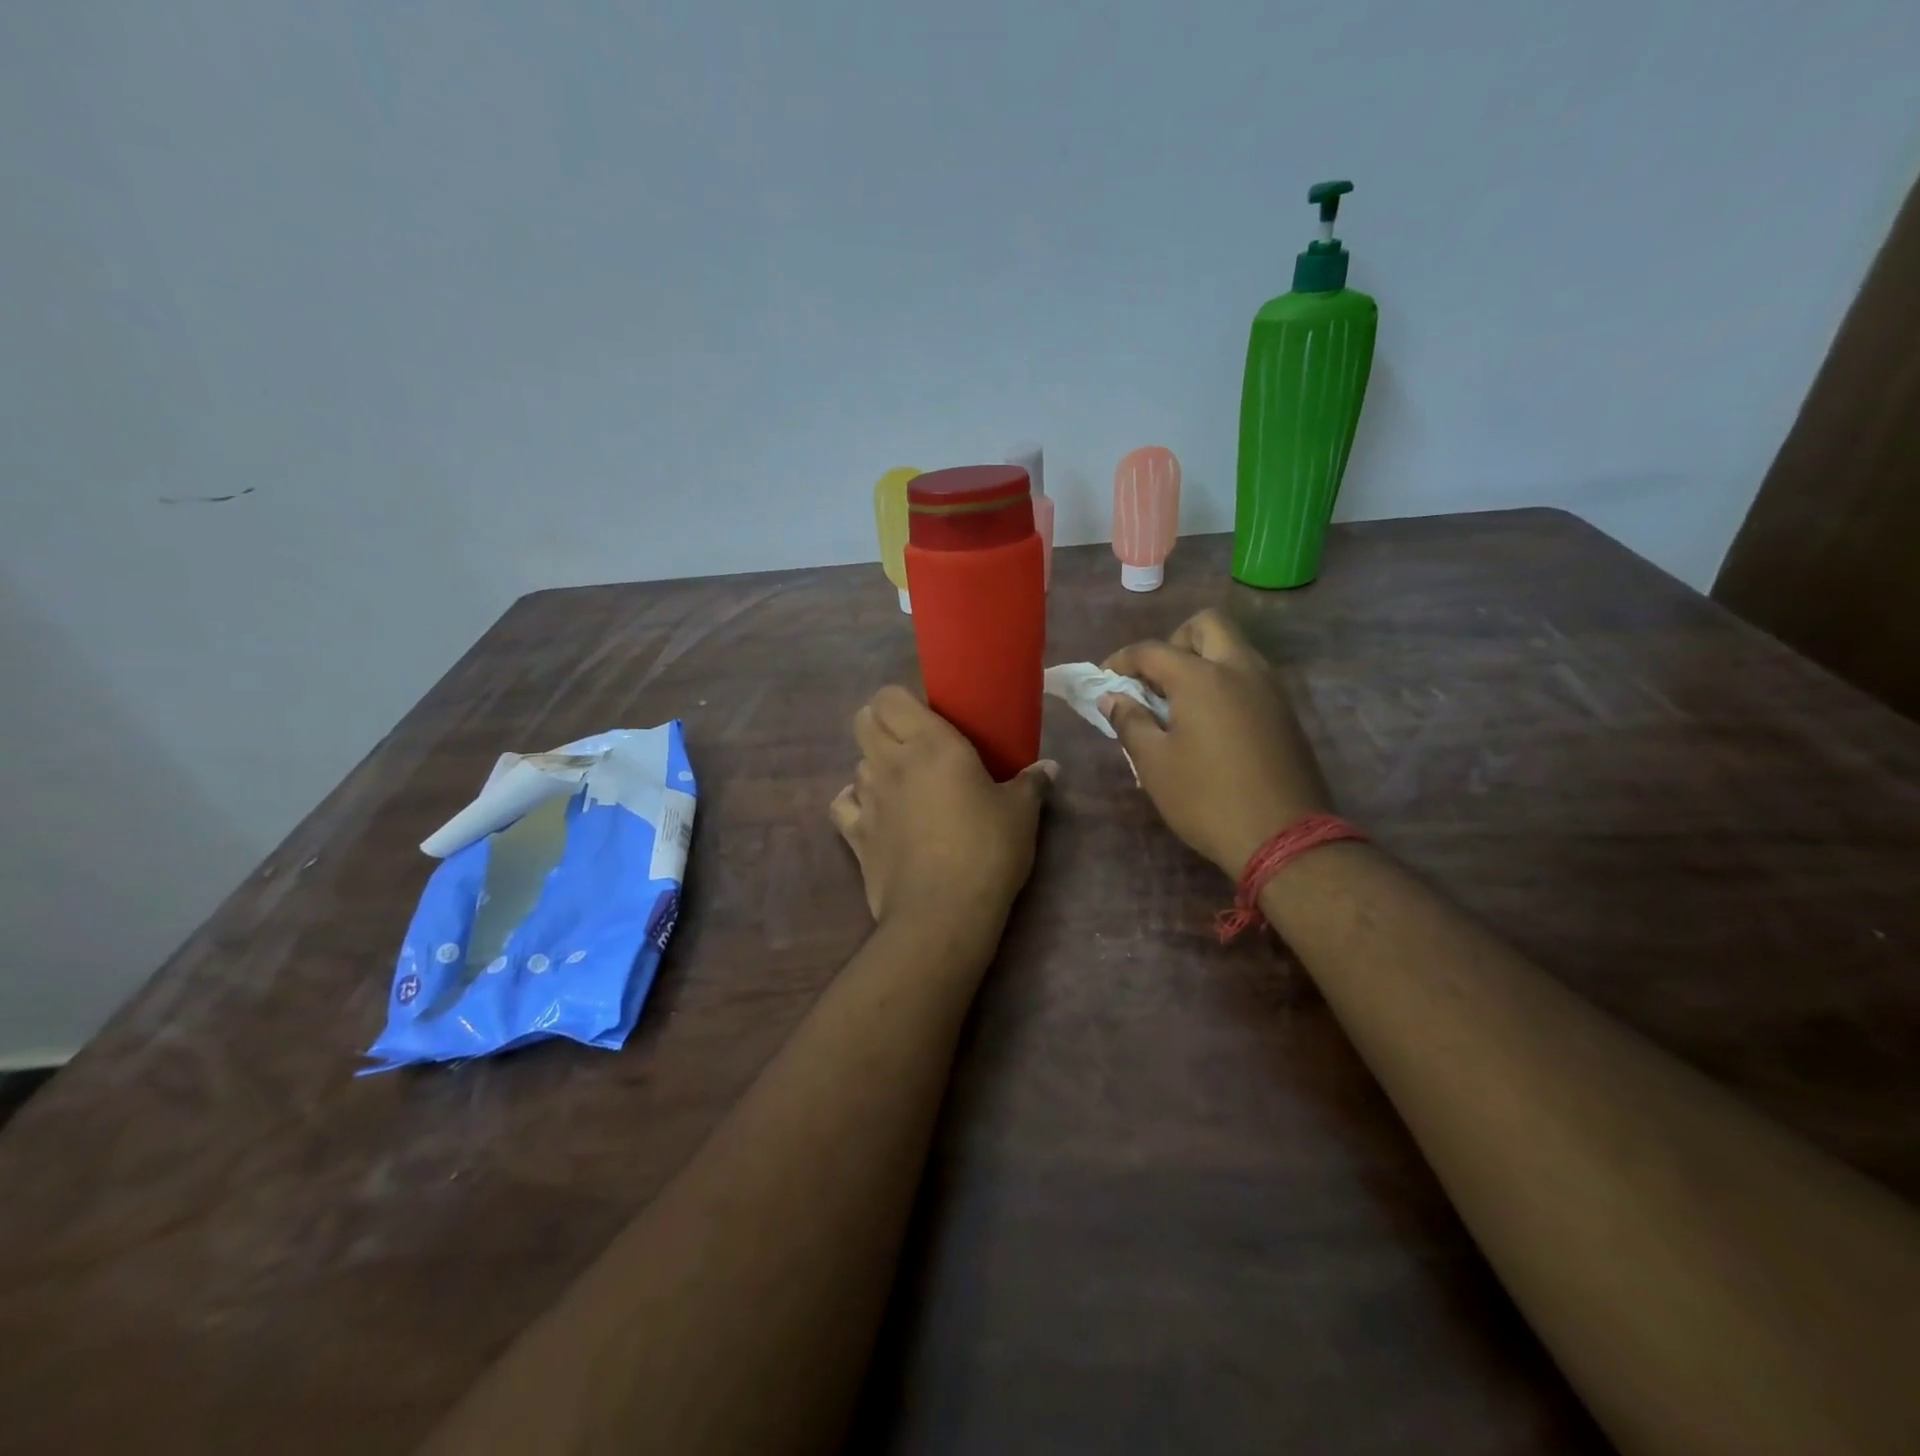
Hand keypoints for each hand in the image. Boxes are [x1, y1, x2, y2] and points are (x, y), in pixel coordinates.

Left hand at [830, 686, 1055, 927]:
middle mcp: (890, 762)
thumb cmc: (987, 850)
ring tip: (902, 785)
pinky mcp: (854, 835)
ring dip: (874, 766)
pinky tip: (874, 814)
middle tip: (911, 744)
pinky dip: (854, 803)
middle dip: (880, 724)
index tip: (926, 717)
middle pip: (863, 721)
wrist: (943, 912)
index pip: (889, 697)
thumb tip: (1049, 768)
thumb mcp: (1020, 813)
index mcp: (929, 743)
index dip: (900, 701)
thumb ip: (1031, 784)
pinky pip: (843, 804)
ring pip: (856, 763)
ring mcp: (867, 798)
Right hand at [1103, 609, 1332, 879]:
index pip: (1152, 650)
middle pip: (1206, 625)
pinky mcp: (1286, 711)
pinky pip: (1250, 675)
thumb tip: (1112, 697)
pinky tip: (1210, 722)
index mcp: (1202, 677)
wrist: (1284, 837)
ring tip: (1179, 703)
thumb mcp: (1154, 764)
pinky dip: (1225, 681)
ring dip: (1202, 660)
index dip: (1122, 660)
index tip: (1105, 680)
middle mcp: (1240, 669)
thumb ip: (1129, 722)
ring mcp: (1270, 688)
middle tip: (1155, 680)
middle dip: (1174, 642)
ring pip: (1234, 648)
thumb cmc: (1206, 799)